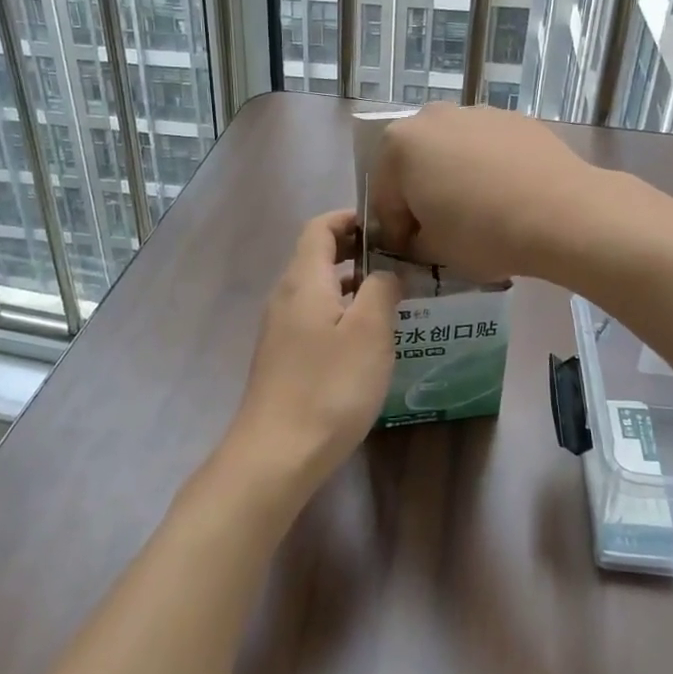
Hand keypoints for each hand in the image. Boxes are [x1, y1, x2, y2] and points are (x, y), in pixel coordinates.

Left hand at [220, 210, 400, 508]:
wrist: (276, 454)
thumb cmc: (329, 386)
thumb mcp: (369, 332)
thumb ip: (381, 289)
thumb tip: (384, 272)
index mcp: (304, 280)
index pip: (320, 227)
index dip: (350, 218)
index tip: (386, 226)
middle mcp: (286, 296)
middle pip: (316, 255)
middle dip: (354, 250)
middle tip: (396, 260)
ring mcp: (279, 329)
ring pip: (316, 289)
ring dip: (349, 283)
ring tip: (389, 297)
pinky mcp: (282, 358)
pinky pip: (313, 316)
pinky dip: (339, 311)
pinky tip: (364, 339)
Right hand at [370, 103, 603, 282]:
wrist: (562, 213)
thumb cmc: (483, 232)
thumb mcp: (434, 250)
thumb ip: (413, 241)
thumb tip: (418, 237)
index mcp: (399, 145)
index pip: (383, 196)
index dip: (395, 230)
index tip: (411, 252)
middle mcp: (432, 117)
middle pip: (415, 163)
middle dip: (422, 194)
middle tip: (440, 229)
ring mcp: (476, 112)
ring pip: (452, 151)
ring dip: (454, 177)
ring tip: (478, 211)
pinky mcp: (514, 118)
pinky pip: (487, 147)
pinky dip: (487, 167)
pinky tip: (507, 196)